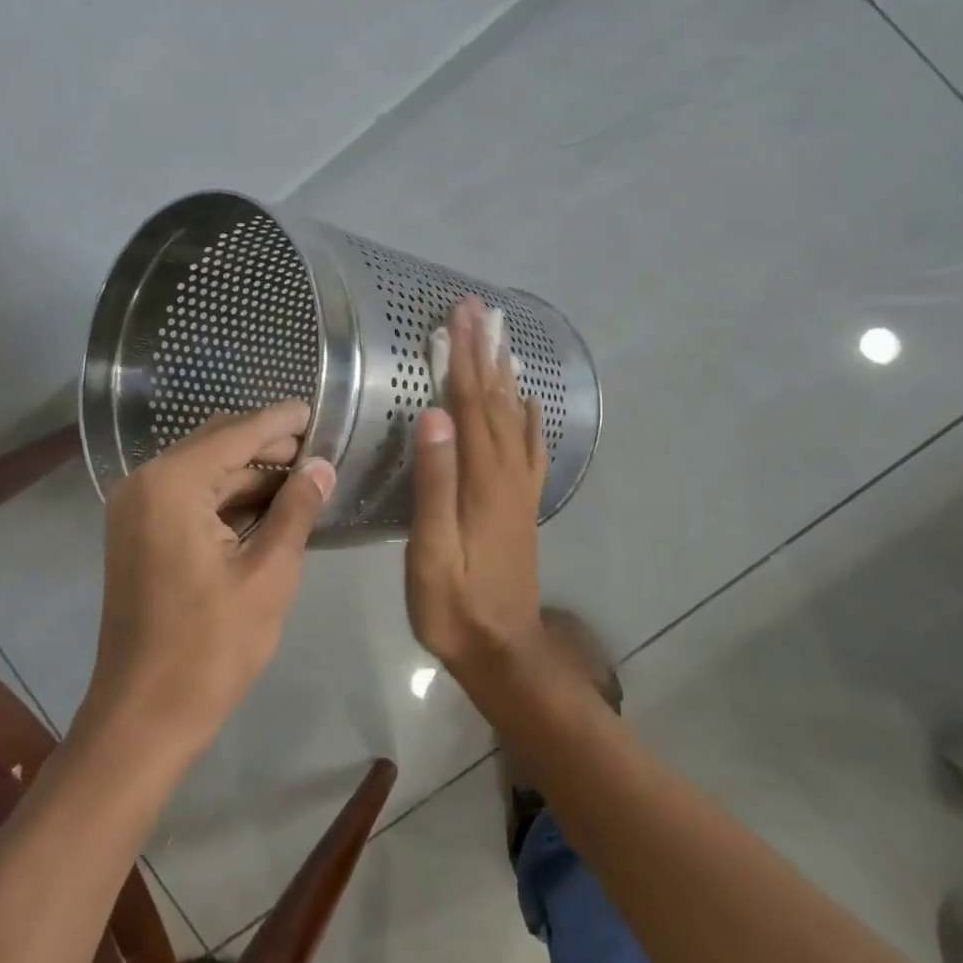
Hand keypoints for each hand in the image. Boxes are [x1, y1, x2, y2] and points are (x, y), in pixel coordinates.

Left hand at [82, 400, 335, 754]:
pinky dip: (228, 498)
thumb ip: (296, 510)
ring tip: (304, 476)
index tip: (317, 409)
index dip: (280, 422)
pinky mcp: (140, 536)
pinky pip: (190, 499)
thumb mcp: (268, 574)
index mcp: (172, 484)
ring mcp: (137, 510)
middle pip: (216, 445)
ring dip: (251, 473)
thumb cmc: (211, 647)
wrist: (144, 717)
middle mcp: (145, 484)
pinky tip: (269, 505)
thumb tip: (321, 467)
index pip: (236, 433)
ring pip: (205, 472)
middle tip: (319, 449)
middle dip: (268, 446)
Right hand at [406, 297, 547, 676]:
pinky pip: (529, 452)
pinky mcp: (521, 506)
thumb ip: (435, 482)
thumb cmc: (455, 605)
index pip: (470, 406)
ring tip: (501, 340)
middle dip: (485, 353)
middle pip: (495, 402)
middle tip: (480, 311)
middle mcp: (507, 476)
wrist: (502, 651)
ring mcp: (519, 491)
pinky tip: (529, 403)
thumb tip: (435, 415)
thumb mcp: (433, 550)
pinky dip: (529, 420)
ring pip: (513, 420)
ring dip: (505, 376)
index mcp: (483, 482)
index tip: (460, 316)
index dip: (463, 358)